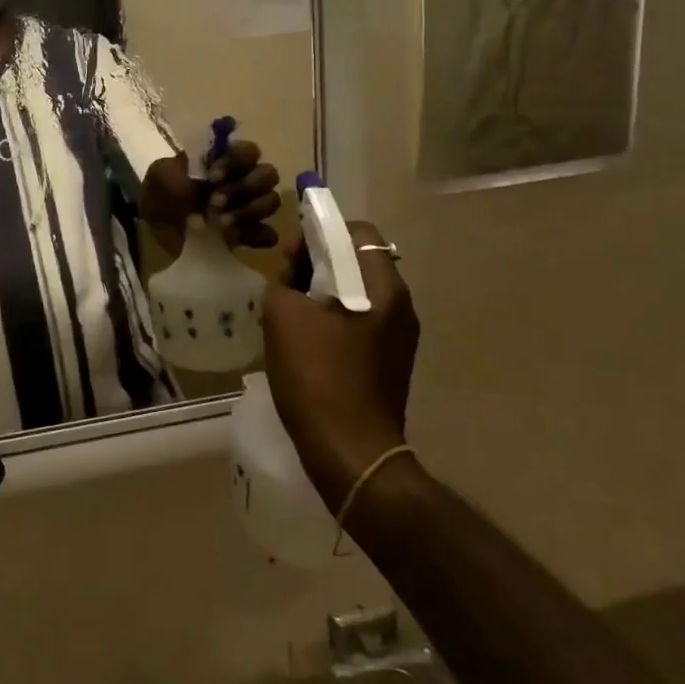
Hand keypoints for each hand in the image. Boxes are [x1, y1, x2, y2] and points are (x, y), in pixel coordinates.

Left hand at [143, 142, 282, 247]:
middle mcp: (242, 180)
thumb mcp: (160, 176)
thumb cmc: (159, 195)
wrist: (154, 230)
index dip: (235, 161)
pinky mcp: (248, 235)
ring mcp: (248, 208)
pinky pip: (269, 234)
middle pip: (268, 174)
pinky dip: (256, 235)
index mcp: (223, 160)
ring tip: (221, 224)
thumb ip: (182, 171)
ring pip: (272, 201)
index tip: (212, 177)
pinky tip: (234, 239)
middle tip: (215, 203)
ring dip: (250, 211)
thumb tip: (204, 184)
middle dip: (245, 187)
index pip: (248, 151)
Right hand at [260, 220, 419, 504]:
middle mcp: (400, 306)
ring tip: (290, 310)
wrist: (350, 452)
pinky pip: (360, 321)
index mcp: (383, 287)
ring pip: (357, 292)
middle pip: (358, 261)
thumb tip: (293, 280)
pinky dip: (333, 318)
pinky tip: (305, 339)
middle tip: (285, 280)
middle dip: (319, 262)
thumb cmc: (318, 376)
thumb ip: (285, 282)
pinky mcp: (389, 362)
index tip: (292, 252)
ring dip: (323, 291)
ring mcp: (399, 337)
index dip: (322, 231)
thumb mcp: (284, 317)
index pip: (358, 232)